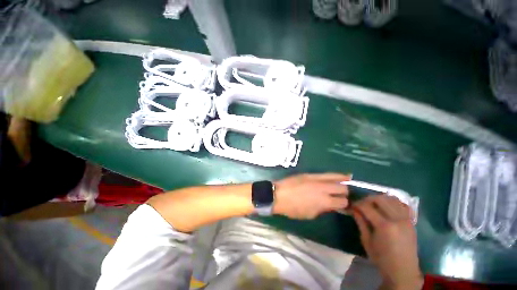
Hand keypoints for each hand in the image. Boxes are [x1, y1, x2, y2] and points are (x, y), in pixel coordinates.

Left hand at [273, 173, 350, 218]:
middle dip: (345, 193)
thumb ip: (323, 209)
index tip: (345, 206)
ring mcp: (317, 179)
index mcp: (324, 202)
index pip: (342, 202)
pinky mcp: (310, 174)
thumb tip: (331, 205)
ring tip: (350, 179)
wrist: (279, 195)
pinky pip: (325, 173)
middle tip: (342, 195)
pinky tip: (340, 175)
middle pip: (342, 188)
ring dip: (344, 180)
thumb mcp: (310, 214)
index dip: (345, 205)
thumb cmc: (293, 208)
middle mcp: (323, 189)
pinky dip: (335, 175)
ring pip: (336, 178)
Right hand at [352, 195, 422, 289]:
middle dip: (367, 199)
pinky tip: (387, 206)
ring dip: (380, 199)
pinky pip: (403, 205)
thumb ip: (361, 223)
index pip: (367, 207)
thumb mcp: (367, 241)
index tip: (351, 206)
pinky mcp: (412, 221)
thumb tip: (354, 209)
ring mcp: (406, 219)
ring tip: (373, 204)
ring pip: (392, 199)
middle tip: (361, 204)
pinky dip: (394, 202)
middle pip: (380, 199)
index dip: (357, 204)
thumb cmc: (382, 258)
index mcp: (384, 226)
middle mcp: (397, 219)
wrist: (403, 271)